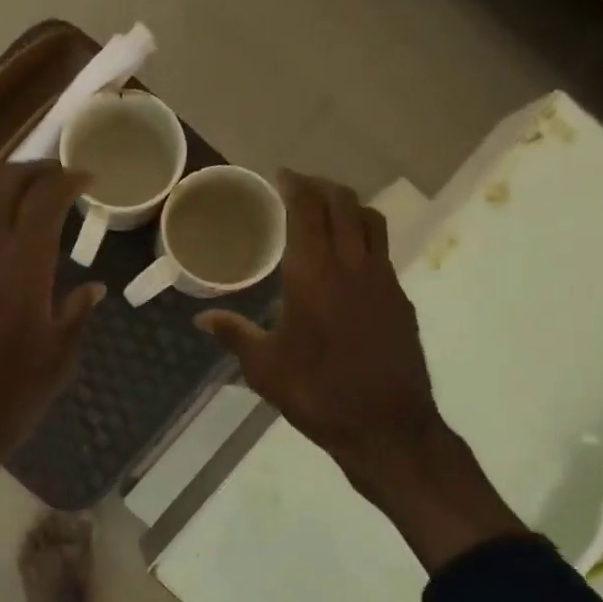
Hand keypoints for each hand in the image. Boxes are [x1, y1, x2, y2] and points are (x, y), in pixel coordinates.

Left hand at [0, 163, 104, 486]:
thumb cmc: (12, 395)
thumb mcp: (60, 357)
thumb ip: (77, 312)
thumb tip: (92, 287)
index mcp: (22, 269)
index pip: (44, 200)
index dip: (67, 180)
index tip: (87, 177)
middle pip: (3, 184)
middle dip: (35, 169)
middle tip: (59, 175)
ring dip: (5, 187)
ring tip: (30, 195)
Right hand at [196, 171, 521, 569]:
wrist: (387, 427)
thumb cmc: (318, 394)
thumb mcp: (265, 368)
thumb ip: (234, 334)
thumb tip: (201, 318)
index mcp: (313, 275)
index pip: (308, 210)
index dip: (295, 185)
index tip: (282, 174)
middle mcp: (352, 266)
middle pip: (344, 205)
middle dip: (322, 186)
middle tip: (300, 186)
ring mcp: (384, 281)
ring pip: (371, 222)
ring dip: (349, 206)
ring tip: (328, 209)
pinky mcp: (401, 300)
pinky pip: (381, 252)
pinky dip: (363, 238)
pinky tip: (348, 260)